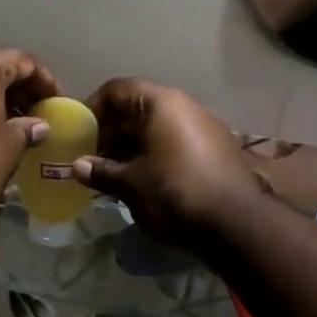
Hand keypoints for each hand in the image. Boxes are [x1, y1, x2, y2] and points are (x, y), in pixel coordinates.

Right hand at [73, 78, 263, 250]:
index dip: (93, 108)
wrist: (239, 226)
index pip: (117, 90)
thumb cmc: (175, 194)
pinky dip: (155, 155)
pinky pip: (176, 143)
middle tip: (92, 158)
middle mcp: (184, 106)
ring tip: (114, 173)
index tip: (78, 134)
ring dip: (133, 146)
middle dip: (112, 131)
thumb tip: (77, 167)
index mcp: (161, 103)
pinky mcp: (217, 151)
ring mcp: (205, 127)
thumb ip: (101, 171)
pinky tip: (144, 182)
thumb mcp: (131, 185)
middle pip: (137, 107)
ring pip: (158, 127)